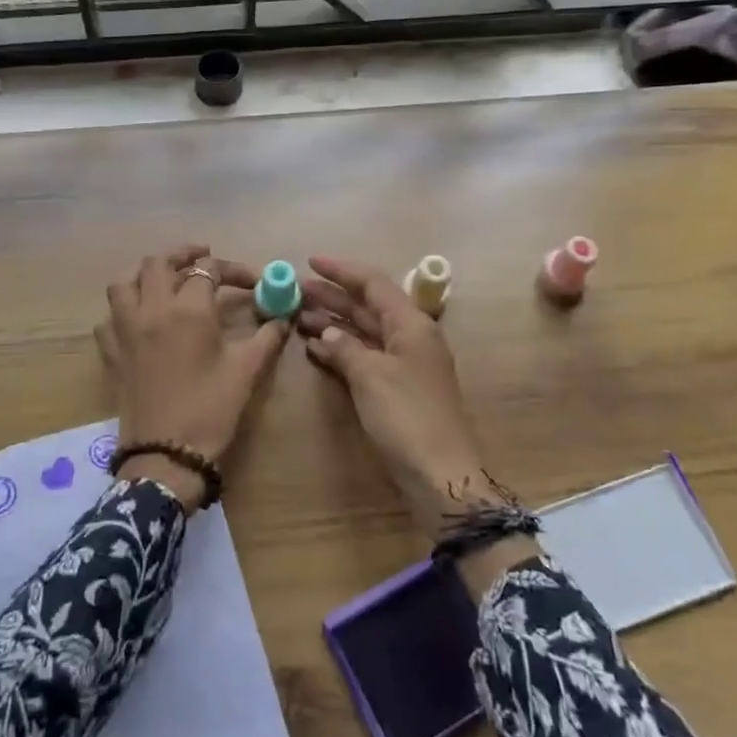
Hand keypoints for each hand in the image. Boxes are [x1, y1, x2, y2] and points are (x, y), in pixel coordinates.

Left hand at [95, 243, 289, 511]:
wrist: (166, 455)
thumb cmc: (211, 409)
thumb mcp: (247, 370)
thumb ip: (268, 337)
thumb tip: (285, 315)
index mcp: (188, 309)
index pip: (210, 270)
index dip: (234, 270)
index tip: (254, 282)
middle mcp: (152, 309)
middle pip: (159, 263)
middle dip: (184, 255)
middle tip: (205, 259)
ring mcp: (124, 329)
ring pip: (125, 282)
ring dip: (146, 275)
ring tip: (166, 280)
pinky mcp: (110, 352)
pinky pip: (109, 317)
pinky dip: (124, 310)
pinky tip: (140, 320)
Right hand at [297, 256, 509, 542]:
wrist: (440, 475)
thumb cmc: (407, 417)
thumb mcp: (371, 376)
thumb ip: (345, 347)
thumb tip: (327, 333)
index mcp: (411, 324)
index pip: (373, 283)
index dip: (341, 270)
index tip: (310, 261)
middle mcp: (410, 337)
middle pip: (367, 306)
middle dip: (332, 296)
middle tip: (295, 290)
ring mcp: (405, 363)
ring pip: (365, 331)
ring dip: (334, 322)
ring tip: (298, 316)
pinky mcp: (398, 388)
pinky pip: (366, 356)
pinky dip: (342, 350)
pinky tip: (316, 348)